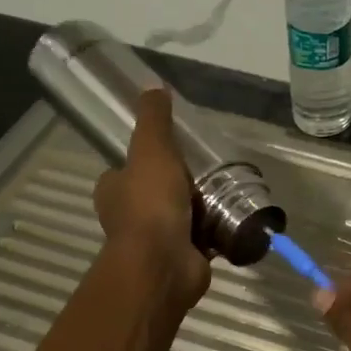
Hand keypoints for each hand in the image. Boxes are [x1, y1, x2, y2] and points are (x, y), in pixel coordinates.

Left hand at [93, 89, 211, 308]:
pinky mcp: (183, 258)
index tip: (173, 152)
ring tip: (228, 191)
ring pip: (181, 217)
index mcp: (114, 192)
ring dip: (201, 209)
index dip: (146, 160)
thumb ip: (154, 120)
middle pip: (156, 194)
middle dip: (179, 186)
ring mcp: (157, 242)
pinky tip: (236, 219)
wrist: (164, 264)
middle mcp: (130, 217)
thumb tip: (153, 86)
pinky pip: (203, 240)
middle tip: (208, 169)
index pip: (126, 170)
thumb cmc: (150, 205)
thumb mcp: (152, 150)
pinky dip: (217, 232)